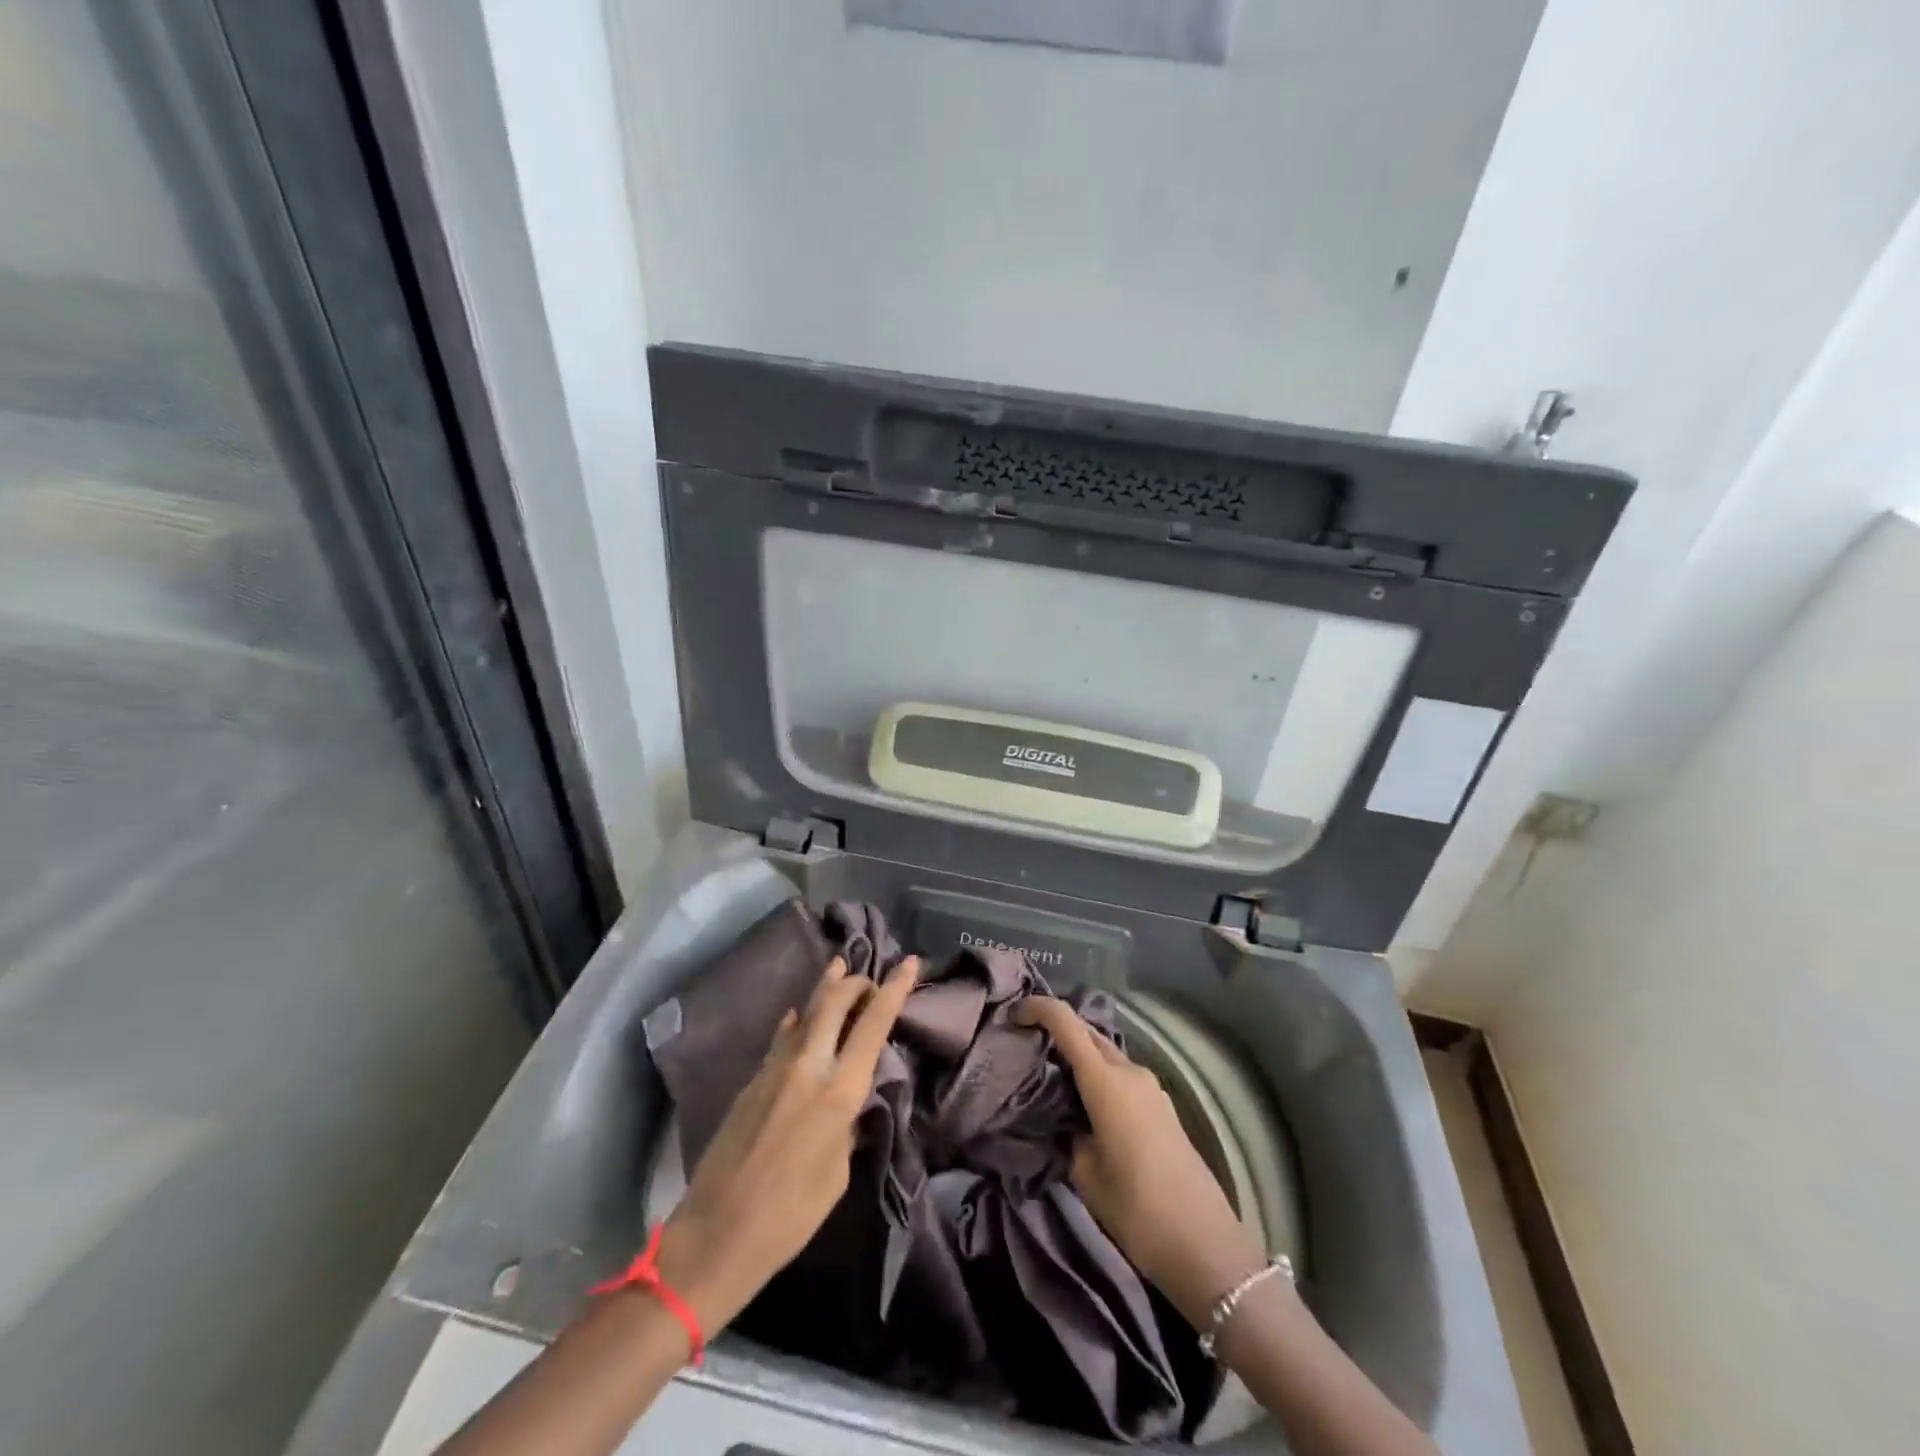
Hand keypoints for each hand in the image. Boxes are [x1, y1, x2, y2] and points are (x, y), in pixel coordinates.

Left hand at [654, 955, 919, 1333]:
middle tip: (869, 977)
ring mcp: (774, 1070)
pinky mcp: (751, 1081)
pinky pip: (782, 1039)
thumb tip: (849, 1101)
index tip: (907, 963)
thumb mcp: (838, 1172)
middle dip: (855, 982)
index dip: (893, 990)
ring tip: (838, 966)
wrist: (716, 1233)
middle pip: (833, 1003)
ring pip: (804, 1013)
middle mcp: (807, 1067)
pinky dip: (797, 1022)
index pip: (873, 1026)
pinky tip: (797, 1016)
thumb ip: (847, 1124)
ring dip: (825, 989)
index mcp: (837, 1092)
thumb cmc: (790, 1216)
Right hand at [1014, 995, 1265, 1326]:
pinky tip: (1084, 1105)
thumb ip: (1069, 1132)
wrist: (1205, 1245)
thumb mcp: (1085, 1173)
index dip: (1037, 1008)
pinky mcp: (1162, 1107)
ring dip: (1080, 1056)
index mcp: (1107, 1081)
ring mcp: (1151, 1088)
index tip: (1012, 1015)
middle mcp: (1130, 1072)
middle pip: (1088, 1033)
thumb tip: (1067, 1120)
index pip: (1066, 1022)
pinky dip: (1099, 1077)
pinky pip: (1122, 1076)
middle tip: (1027, 1047)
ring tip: (1051, 1079)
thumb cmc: (1137, 1208)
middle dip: (1057, 1030)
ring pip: (1106, 1055)